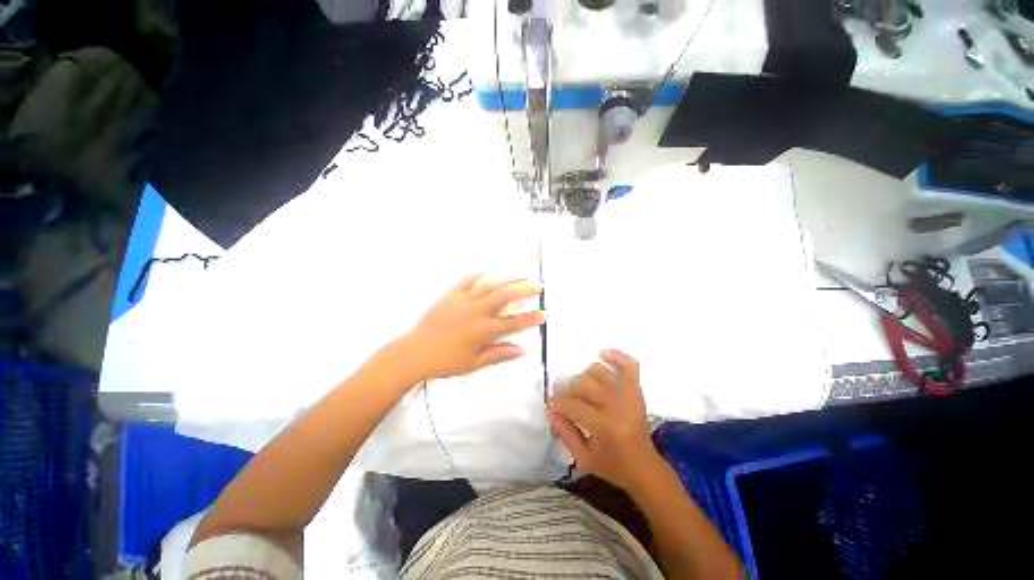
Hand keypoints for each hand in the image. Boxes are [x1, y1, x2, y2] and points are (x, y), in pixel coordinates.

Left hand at [401, 273, 545, 380]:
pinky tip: (488, 272)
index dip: (530, 318)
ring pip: (489, 285)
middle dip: (524, 289)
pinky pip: (466, 280)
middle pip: (504, 296)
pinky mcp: (450, 295)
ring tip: (522, 274)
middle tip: (539, 286)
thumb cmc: (445, 361)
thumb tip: (522, 351)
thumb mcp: (474, 364)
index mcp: (482, 330)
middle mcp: (475, 311)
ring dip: (507, 278)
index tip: (544, 314)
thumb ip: (498, 354)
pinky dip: (479, 275)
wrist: (414, 352)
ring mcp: (462, 300)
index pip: (512, 323)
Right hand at [549, 350, 659, 491]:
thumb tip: (551, 410)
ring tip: (581, 388)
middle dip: (568, 391)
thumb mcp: (583, 457)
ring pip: (599, 372)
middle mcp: (617, 406)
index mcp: (604, 426)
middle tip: (564, 399)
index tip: (551, 405)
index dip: (558, 403)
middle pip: (584, 385)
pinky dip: (617, 356)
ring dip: (585, 377)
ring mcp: (629, 396)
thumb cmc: (613, 466)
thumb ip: (565, 433)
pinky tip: (603, 354)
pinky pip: (629, 366)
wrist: (645, 468)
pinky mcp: (636, 391)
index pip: (574, 405)